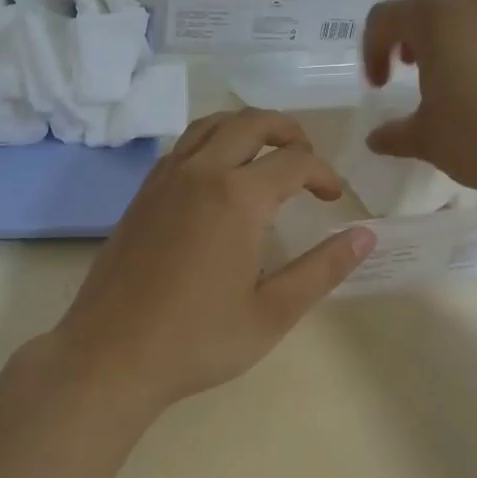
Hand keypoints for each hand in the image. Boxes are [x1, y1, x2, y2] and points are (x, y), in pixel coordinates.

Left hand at [51, 109, 375, 409]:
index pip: (294, 161)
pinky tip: (219, 176)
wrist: (111, 354)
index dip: (323, 174)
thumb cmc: (197, 340)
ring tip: (266, 155)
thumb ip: (323, 269)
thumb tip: (365, 236)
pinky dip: (212, 141)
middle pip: (252, 122)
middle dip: (289, 131)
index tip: (334, 200)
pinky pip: (184, 145)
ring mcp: (166, 178)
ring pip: (212, 124)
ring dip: (247, 128)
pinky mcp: (143, 192)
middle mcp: (201, 172)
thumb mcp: (272, 313)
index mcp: (237, 197)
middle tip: (307, 160)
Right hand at [361, 0, 476, 201]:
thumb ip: (394, 134)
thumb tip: (376, 139)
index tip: (379, 86)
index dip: (373, 49)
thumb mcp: (428, 140)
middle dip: (411, 21)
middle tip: (412, 63)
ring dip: (452, 20)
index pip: (386, 17)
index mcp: (435, 19)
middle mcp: (474, 2)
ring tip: (454, 62)